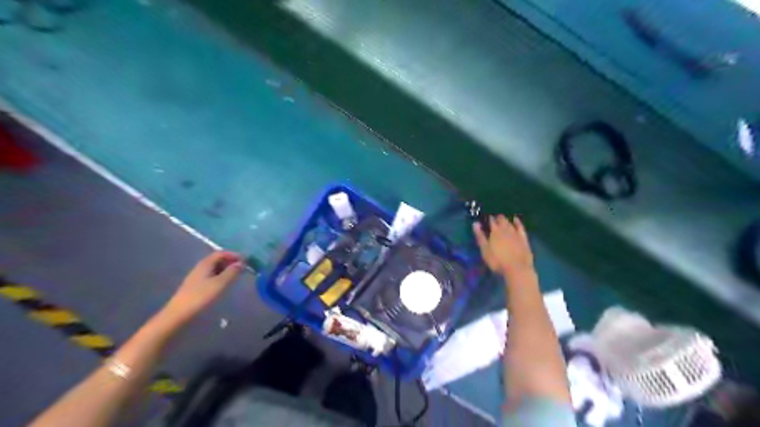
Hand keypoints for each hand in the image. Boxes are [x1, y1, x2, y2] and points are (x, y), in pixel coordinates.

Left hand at [160, 252, 242, 324]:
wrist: (179, 314)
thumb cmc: (201, 297)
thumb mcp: (220, 283)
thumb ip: (232, 272)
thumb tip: (241, 263)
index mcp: (206, 263)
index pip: (222, 253)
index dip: (234, 255)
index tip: (246, 260)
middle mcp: (201, 267)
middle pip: (218, 259)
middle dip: (231, 261)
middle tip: (243, 268)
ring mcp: (197, 276)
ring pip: (215, 268)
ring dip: (226, 269)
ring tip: (236, 276)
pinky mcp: (196, 285)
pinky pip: (211, 275)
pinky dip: (221, 276)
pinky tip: (224, 284)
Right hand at [473, 214, 533, 277]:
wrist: (517, 269)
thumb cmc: (497, 261)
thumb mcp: (485, 250)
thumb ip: (480, 236)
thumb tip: (475, 223)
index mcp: (495, 232)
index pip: (491, 221)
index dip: (488, 218)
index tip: (486, 217)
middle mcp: (505, 229)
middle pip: (501, 219)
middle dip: (497, 217)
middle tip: (494, 218)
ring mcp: (516, 233)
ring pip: (510, 222)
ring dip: (506, 219)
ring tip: (502, 219)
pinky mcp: (523, 238)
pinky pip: (520, 227)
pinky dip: (517, 222)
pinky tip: (516, 219)